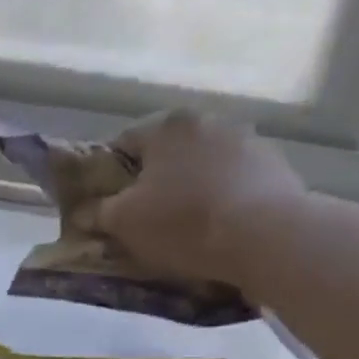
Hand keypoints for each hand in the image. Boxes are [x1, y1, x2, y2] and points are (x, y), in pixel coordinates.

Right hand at [96, 111, 303, 282]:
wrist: (265, 237)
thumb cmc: (183, 223)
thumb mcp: (124, 223)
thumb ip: (98, 212)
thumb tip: (81, 211)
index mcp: (167, 125)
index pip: (124, 143)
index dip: (110, 175)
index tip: (108, 205)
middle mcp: (209, 121)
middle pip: (168, 154)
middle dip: (155, 182)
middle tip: (146, 220)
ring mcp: (248, 142)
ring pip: (204, 167)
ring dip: (192, 189)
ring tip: (187, 229)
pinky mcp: (277, 168)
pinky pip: (236, 183)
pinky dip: (224, 200)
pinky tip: (221, 230)